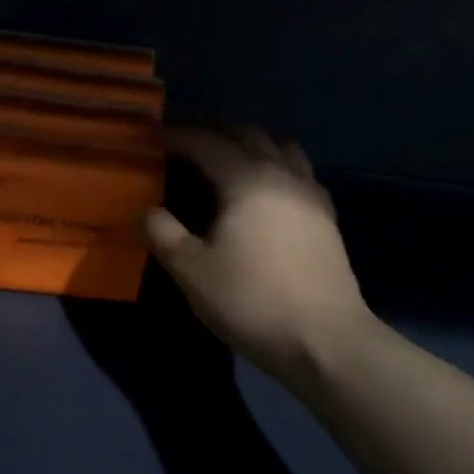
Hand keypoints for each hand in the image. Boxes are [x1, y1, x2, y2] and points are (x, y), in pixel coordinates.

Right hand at [144, 127, 373, 385]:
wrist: (324, 339)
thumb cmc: (251, 300)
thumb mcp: (191, 270)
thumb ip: (163, 233)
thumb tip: (147, 211)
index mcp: (247, 180)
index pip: (207, 143)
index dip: (178, 136)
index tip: (154, 137)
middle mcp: (282, 175)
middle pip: (249, 136)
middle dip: (216, 133)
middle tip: (188, 145)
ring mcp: (310, 195)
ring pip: (282, 149)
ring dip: (253, 146)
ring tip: (230, 162)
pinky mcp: (326, 218)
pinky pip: (300, 174)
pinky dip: (278, 168)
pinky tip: (267, 193)